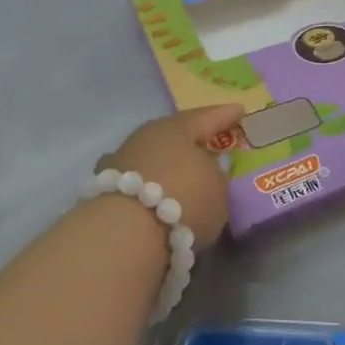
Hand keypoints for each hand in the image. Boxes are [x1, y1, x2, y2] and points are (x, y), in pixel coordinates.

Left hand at [97, 103, 245, 247]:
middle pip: (174, 137)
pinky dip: (149, 189)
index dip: (225, 115)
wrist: (125, 234)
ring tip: (183, 180)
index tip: (239, 109)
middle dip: (191, 143)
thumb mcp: (218, 189)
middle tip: (208, 146)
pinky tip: (157, 200)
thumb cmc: (184, 200)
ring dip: (166, 167)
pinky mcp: (104, 191)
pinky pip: (137, 184)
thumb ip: (216, 176)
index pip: (207, 118)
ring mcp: (120, 163)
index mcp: (176, 128)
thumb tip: (208, 171)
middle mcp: (145, 137)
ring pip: (151, 159)